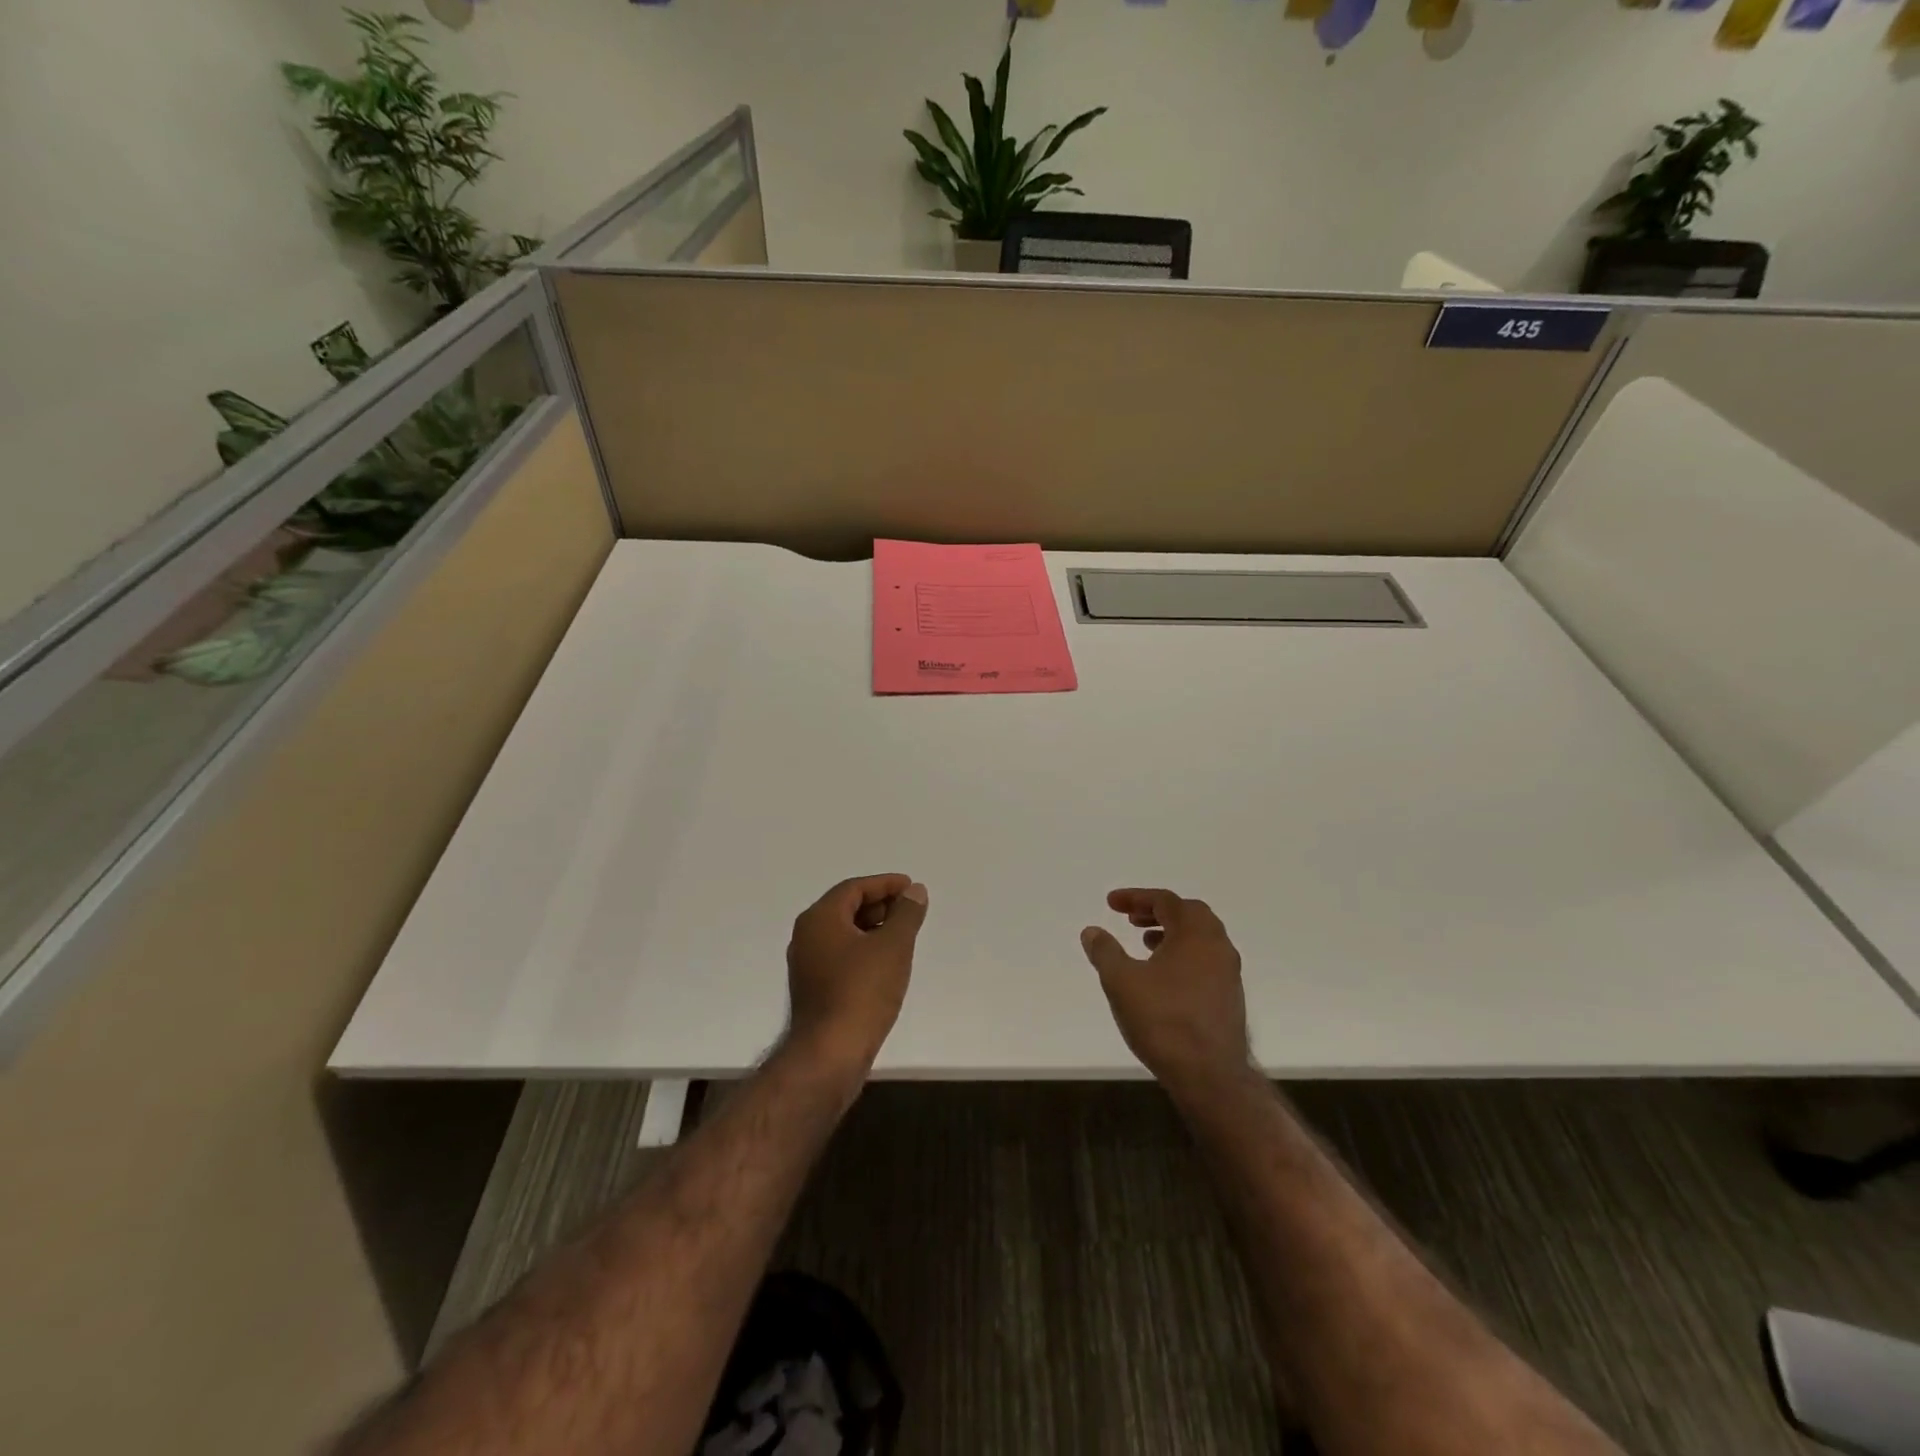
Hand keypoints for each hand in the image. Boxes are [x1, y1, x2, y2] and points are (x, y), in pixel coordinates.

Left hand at [785, 874, 928, 1076]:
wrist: (830, 1054)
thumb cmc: (862, 991)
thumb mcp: (893, 946)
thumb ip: (906, 914)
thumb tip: (914, 891)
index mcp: (820, 919)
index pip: (854, 888)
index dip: (885, 884)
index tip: (911, 888)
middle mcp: (806, 936)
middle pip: (846, 908)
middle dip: (880, 905)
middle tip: (910, 910)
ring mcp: (807, 965)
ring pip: (844, 934)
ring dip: (873, 929)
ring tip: (903, 936)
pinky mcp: (813, 989)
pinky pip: (841, 956)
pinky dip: (863, 951)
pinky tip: (886, 964)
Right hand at [1080, 888, 1253, 1093]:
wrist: (1210, 1076)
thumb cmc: (1164, 1020)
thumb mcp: (1121, 982)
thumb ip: (1105, 951)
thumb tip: (1092, 931)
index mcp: (1195, 933)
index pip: (1165, 900)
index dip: (1135, 897)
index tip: (1110, 903)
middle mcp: (1218, 946)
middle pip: (1188, 913)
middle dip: (1157, 911)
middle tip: (1130, 918)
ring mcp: (1229, 973)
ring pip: (1199, 938)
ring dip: (1171, 933)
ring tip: (1144, 943)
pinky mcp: (1230, 998)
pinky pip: (1205, 960)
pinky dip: (1182, 954)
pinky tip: (1163, 976)